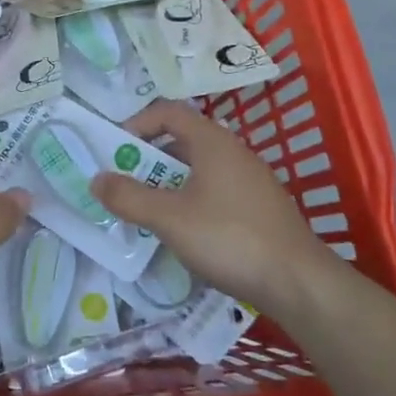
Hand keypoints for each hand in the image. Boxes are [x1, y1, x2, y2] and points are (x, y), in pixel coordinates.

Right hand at [90, 99, 338, 314]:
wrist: (299, 283)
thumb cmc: (229, 238)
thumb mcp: (169, 218)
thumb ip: (129, 197)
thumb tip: (96, 179)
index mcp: (212, 142)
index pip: (168, 112)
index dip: (137, 123)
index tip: (116, 151)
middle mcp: (233, 152)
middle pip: (182, 140)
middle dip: (148, 160)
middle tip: (126, 186)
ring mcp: (250, 180)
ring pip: (198, 169)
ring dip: (168, 184)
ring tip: (149, 213)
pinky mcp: (259, 207)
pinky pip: (215, 191)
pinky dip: (191, 201)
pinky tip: (185, 234)